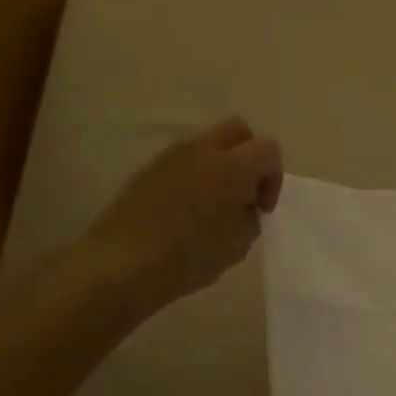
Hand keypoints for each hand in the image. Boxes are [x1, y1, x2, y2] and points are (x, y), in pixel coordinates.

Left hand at [76, 117, 282, 312]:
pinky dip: (196, 177)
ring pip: (208, 144)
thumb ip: (250, 215)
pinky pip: (184, 162)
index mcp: (232, 166)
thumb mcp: (239, 243)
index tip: (261, 210)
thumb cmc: (189, 256)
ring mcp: (170, 156)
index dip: (273, 180)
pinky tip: (187, 212)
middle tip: (245, 195)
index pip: (269, 150)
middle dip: (250, 158)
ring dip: (221, 166)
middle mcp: (202, 150)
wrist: (122, 264)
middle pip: (239, 131)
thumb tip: (244, 204)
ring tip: (215, 207)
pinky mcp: (148, 170)